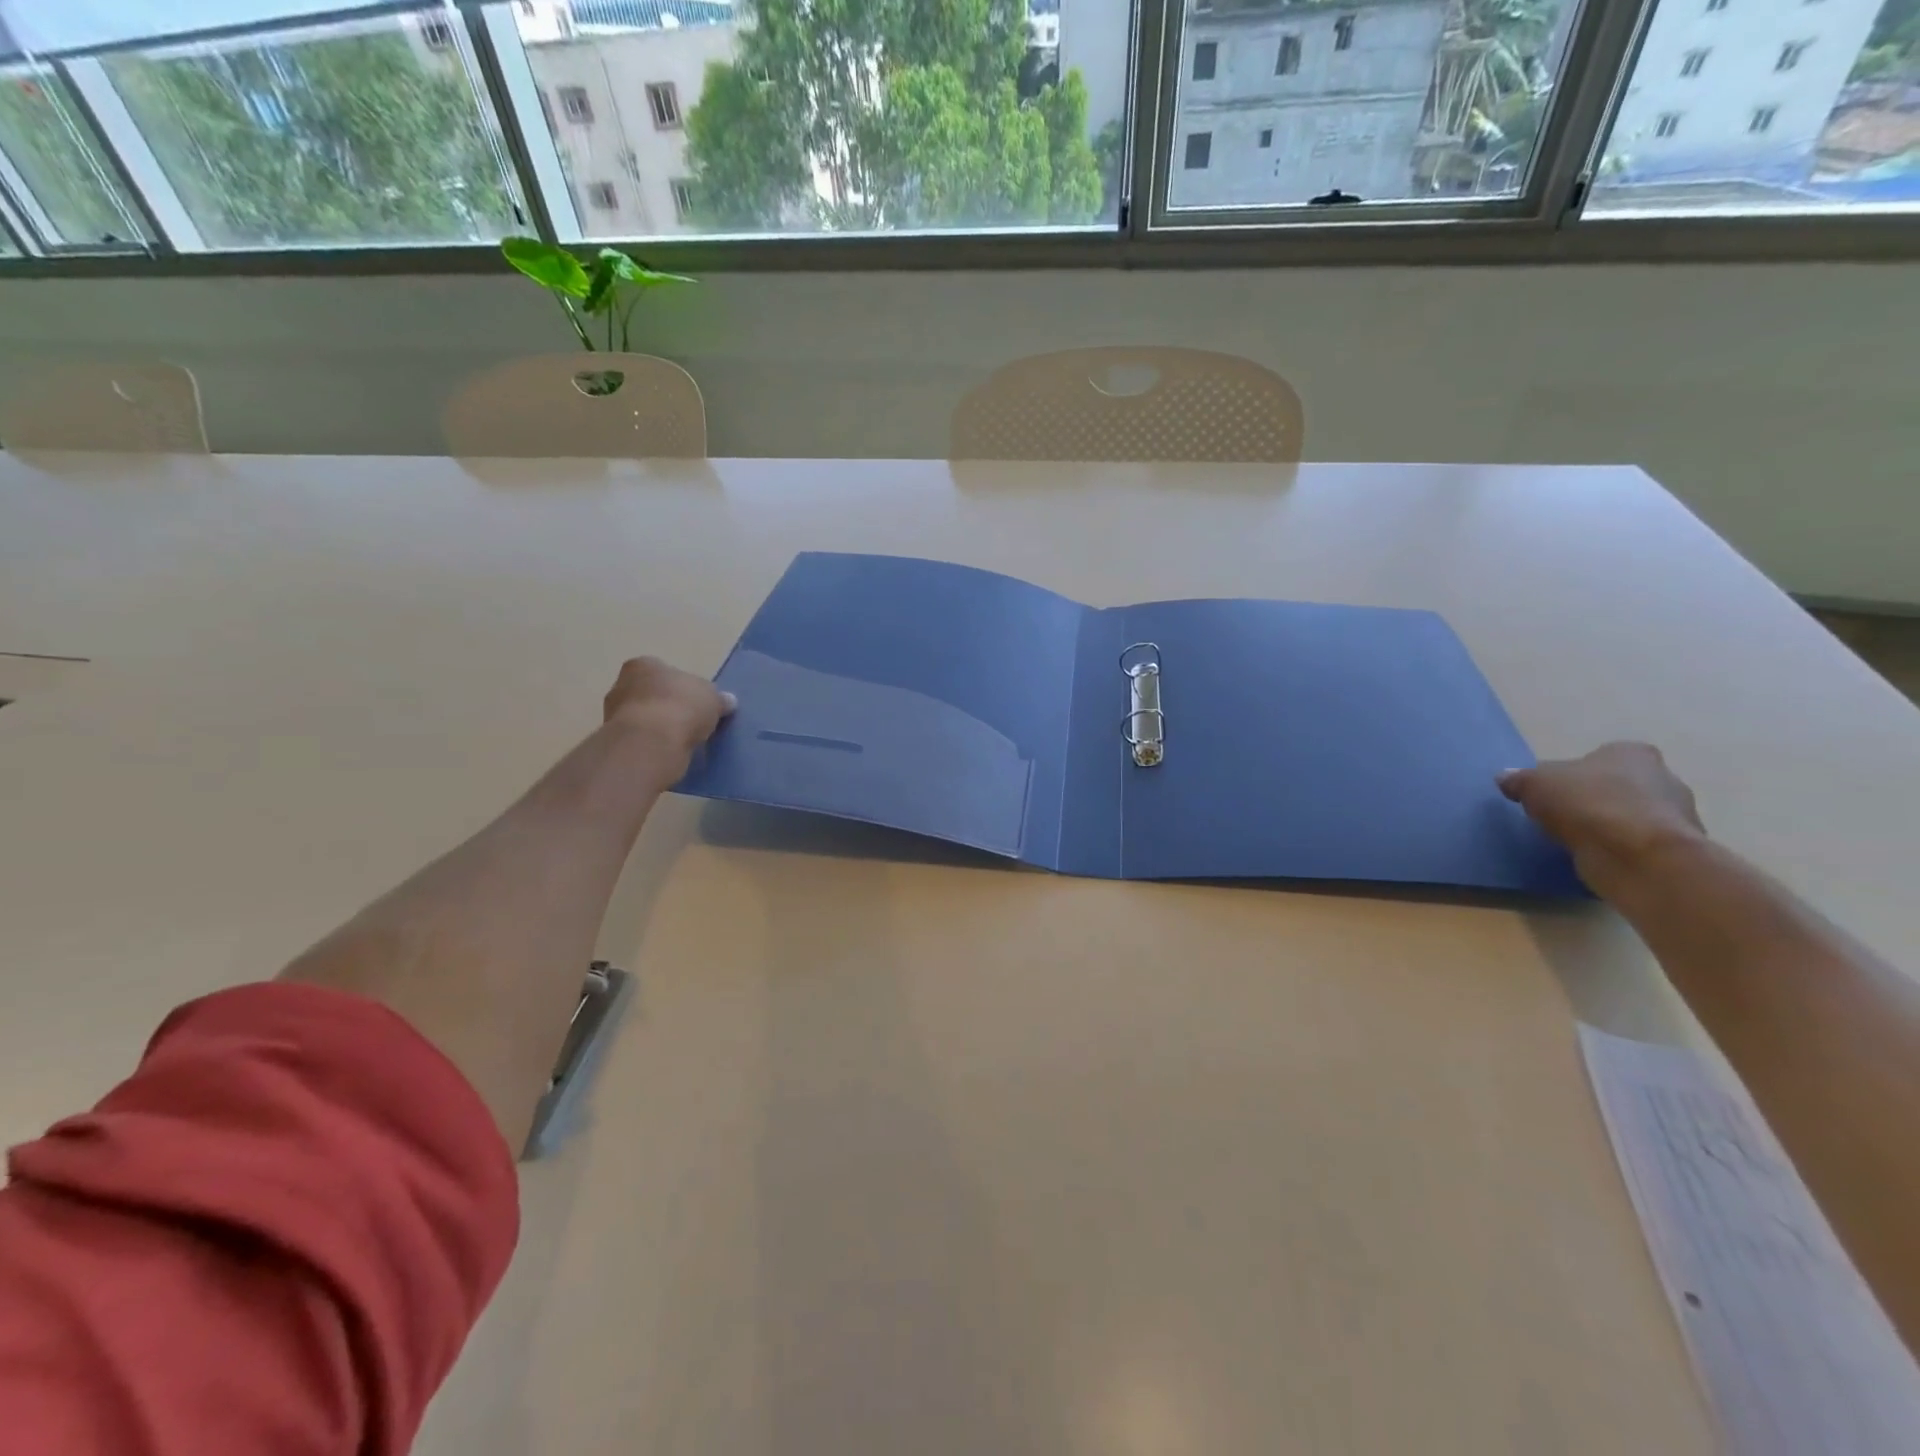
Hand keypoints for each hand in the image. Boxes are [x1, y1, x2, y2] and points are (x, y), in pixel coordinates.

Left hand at [603, 657, 735, 778]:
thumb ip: (718, 698)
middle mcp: (621, 684)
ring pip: (643, 718)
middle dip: (667, 706)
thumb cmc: (682, 707)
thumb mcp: (713, 698)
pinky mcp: (616, 741)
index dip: (682, 686)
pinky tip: (669, 752)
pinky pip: (640, 740)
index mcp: (644, 665)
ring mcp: (613, 714)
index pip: (664, 671)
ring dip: (658, 728)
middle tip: (690, 721)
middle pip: (650, 694)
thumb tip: (727, 701)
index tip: (696, 702)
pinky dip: (653, 745)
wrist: (651, 743)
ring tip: (682, 741)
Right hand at [1499, 743, 1705, 896]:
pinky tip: (1597, 857)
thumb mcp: (1534, 784)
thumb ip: (1520, 779)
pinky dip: (1619, 848)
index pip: (1602, 757)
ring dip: (1608, 826)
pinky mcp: (1675, 850)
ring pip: (1631, 816)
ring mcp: (1677, 816)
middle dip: (1595, 799)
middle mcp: (1664, 778)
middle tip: (1563, 815)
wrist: (1637, 855)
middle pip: (1620, 786)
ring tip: (1576, 840)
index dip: (1576, 773)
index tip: (1555, 791)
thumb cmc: (1587, 804)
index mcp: (1633, 753)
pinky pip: (1637, 844)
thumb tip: (1506, 777)